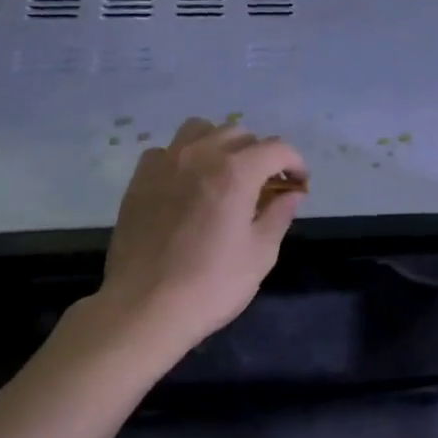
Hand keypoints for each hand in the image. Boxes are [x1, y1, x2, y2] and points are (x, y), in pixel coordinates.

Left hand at [94, 118, 307, 352]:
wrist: (145, 307)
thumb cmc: (212, 285)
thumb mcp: (260, 254)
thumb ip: (279, 215)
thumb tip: (291, 194)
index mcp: (236, 172)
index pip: (277, 148)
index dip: (295, 163)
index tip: (299, 185)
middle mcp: (200, 155)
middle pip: (239, 133)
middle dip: (260, 154)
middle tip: (265, 186)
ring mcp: (165, 163)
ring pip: (200, 130)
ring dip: (221, 145)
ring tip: (226, 174)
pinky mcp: (139, 179)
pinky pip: (168, 150)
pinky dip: (186, 158)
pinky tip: (188, 185)